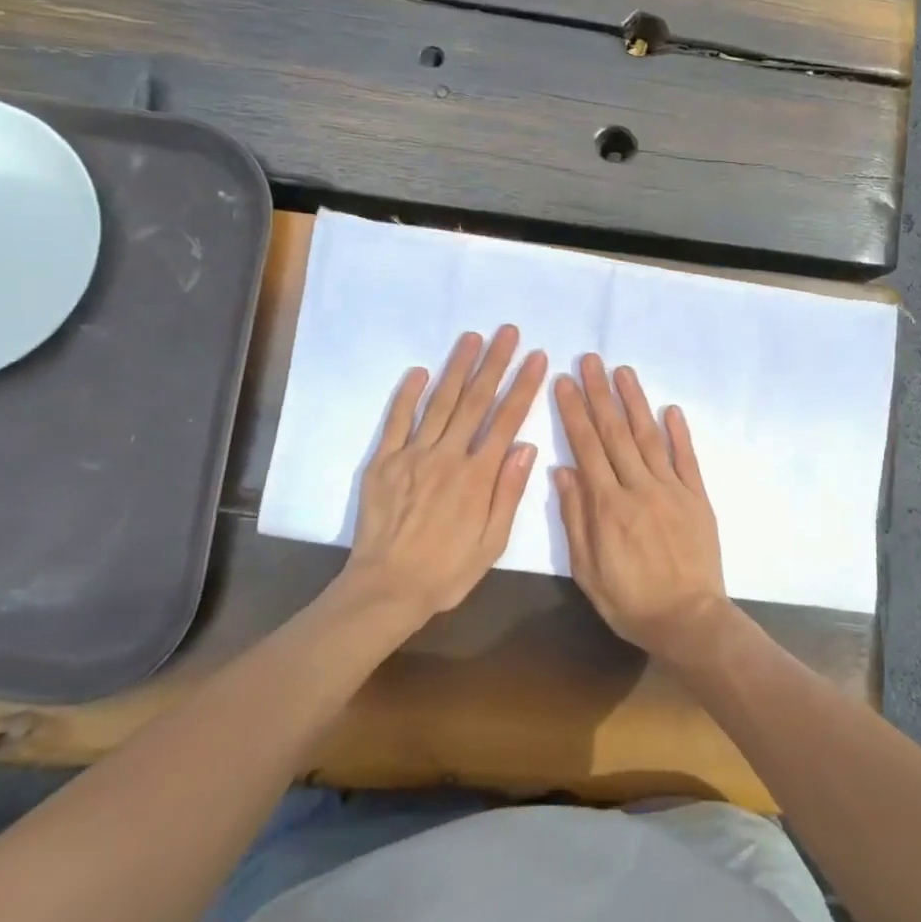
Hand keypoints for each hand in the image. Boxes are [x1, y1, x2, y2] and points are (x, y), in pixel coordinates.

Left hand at [343, 326, 547, 624]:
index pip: (506, 420)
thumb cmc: (447, 570)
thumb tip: (526, 446)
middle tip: (508, 332)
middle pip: (475, 401)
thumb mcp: (492, 542)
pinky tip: (420, 371)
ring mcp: (413, 455)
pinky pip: (397, 421)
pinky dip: (408, 394)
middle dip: (495, 363)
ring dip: (457, 367)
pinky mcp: (383, 461)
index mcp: (477, 476)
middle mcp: (448, 456)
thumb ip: (508, 491)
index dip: (523, 386)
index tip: (537, 358)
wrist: (386, 589)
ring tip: (472, 337)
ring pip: (440, 402)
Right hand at [552, 354, 731, 663]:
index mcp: (608, 506)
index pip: (587, 447)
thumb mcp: (588, 571)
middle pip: (615, 433)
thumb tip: (563, 469)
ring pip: (649, 437)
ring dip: (635, 401)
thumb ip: (576, 518)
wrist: (689, 621)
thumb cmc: (631, 602)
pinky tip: (670, 408)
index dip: (574, 412)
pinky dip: (678, 432)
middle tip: (590, 360)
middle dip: (600, 394)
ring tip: (622, 371)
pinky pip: (687, 458)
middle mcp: (639, 488)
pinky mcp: (698, 497)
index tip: (564, 381)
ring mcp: (672, 489)